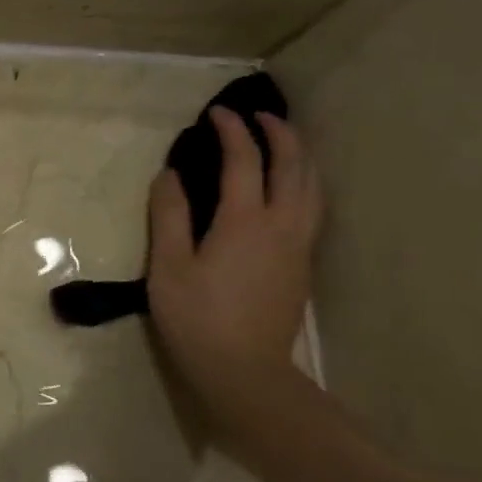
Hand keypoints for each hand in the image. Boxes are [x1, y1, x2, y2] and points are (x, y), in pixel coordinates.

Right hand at [146, 108, 321, 418]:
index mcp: (244, 221)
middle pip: (293, 166)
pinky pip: (313, 207)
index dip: (232, 132)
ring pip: (312, 187)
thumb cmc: (196, 316)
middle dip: (279, 134)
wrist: (243, 368)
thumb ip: (169, 216)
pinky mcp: (302, 264)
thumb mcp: (168, 265)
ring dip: (300, 156)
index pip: (243, 162)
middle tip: (257, 115)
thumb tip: (170, 174)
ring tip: (282, 142)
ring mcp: (299, 245)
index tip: (216, 114)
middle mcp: (282, 225)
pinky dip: (303, 181)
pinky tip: (289, 188)